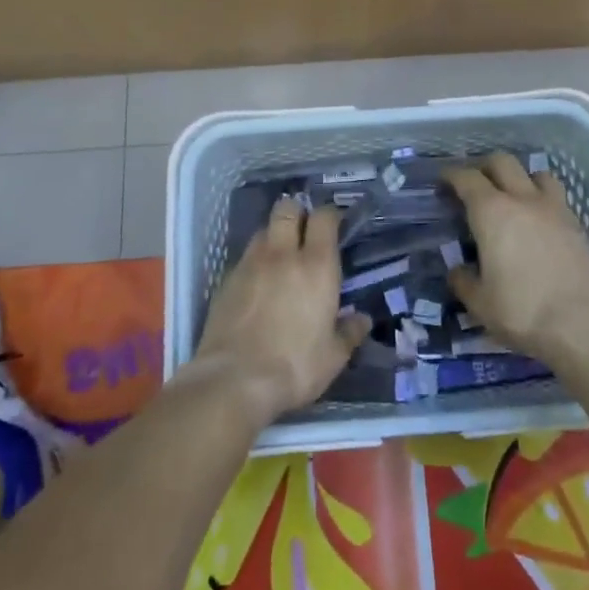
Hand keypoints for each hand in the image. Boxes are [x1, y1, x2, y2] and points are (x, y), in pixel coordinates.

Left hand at [193, 198, 370, 425]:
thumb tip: (362, 319)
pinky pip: (244, 256)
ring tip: (280, 254)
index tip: (335, 222)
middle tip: (304, 229)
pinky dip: (254, 260)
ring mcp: (251, 264)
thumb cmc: (294, 366)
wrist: (234, 380)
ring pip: (263, 229)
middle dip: (297, 212)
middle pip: (287, 209)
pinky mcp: (226, 279)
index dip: (330, 214)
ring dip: (274, 234)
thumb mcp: (333, 357)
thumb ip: (349, 333)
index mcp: (316, 266)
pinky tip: (257, 281)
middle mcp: (283, 254)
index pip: (324, 218)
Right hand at [444, 153, 588, 361]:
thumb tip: (458, 270)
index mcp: (492, 212)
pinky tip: (539, 221)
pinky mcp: (577, 225)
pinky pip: (557, 197)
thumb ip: (464, 281)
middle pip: (502, 162)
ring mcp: (554, 209)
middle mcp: (523, 200)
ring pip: (536, 173)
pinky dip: (542, 199)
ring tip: (513, 196)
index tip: (443, 181)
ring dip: (520, 177)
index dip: (452, 175)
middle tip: (475, 183)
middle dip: (484, 166)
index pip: (467, 178)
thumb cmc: (522, 311)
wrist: (583, 326)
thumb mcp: (479, 303)